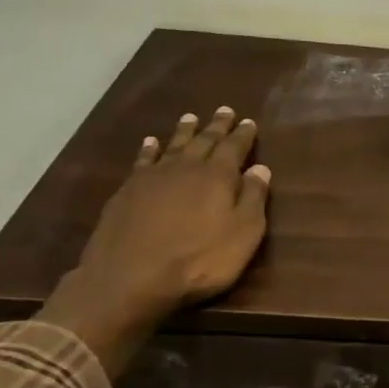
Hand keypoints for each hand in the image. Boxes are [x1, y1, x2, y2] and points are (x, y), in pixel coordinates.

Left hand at [40, 108, 270, 374]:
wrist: (132, 277)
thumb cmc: (200, 260)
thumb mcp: (243, 234)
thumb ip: (253, 199)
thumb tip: (260, 168)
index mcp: (218, 177)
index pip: (234, 148)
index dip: (243, 135)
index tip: (249, 122)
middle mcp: (186, 168)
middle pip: (204, 141)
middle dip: (216, 126)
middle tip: (224, 110)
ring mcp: (153, 177)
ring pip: (173, 146)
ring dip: (184, 131)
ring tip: (191, 118)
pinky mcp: (128, 191)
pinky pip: (143, 160)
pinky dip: (149, 149)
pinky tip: (151, 143)